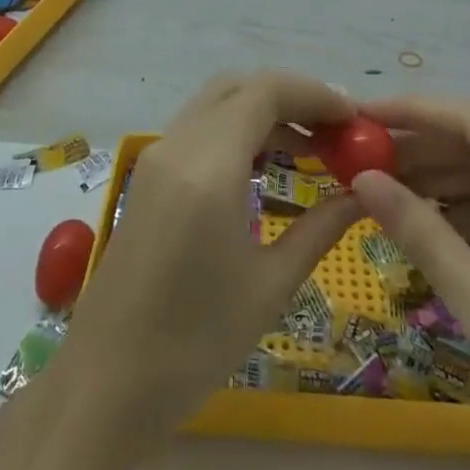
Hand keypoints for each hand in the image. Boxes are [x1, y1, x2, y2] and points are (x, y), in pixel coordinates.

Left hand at [0, 73, 360, 469]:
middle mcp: (178, 144)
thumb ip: (320, 228)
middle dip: (291, 98)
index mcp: (208, 166)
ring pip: (216, 103)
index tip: (355, 118)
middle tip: (334, 132)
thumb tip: (364, 194)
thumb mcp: (269, 286)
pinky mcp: (148, 174)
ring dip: (263, 112)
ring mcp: (157, 156)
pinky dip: (237, 130)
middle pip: (239, 86)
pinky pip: (199, 128)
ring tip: (311, 150)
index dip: (315, 94)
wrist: (105, 382)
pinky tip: (266, 168)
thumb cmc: (194, 343)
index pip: (266, 91)